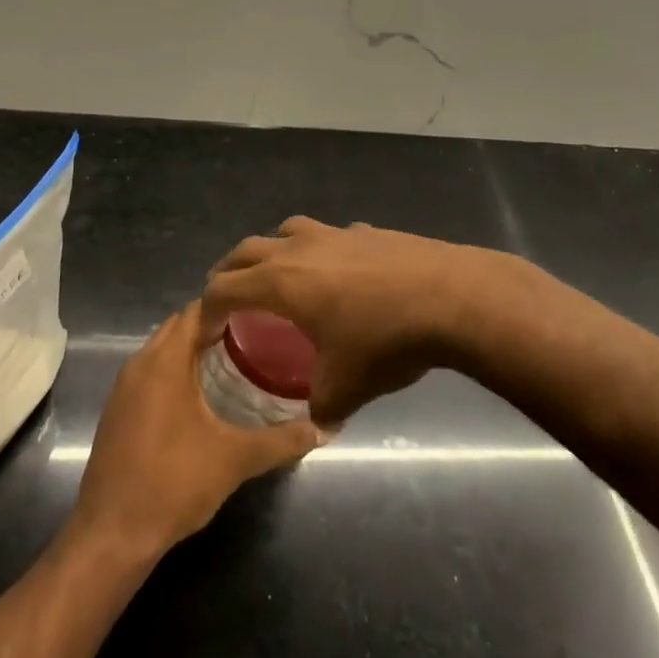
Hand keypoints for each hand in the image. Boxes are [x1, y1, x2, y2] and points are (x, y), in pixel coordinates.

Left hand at [69, 302, 319, 559]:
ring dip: (192, 348)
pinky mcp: (117, 411)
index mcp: (163, 362)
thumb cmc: (173, 483)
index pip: (195, 311)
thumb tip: (324, 428)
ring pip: (161, 350)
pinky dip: (175, 370)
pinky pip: (150, 373)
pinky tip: (202, 394)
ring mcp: (123, 388)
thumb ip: (281, 441)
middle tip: (255, 333)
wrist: (112, 532)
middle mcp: (138, 364)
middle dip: (213, 324)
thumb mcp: (235, 459)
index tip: (261, 310)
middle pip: (177, 327)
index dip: (227, 304)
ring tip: (235, 359)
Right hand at [203, 216, 502, 426]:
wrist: (452, 297)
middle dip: (229, 273)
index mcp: (279, 282)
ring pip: (286, 231)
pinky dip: (321, 251)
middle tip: (229, 297)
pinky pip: (329, 236)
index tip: (206, 330)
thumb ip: (320, 408)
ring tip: (280, 275)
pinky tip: (341, 274)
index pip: (223, 287)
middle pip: (245, 250)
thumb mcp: (346, 387)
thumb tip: (317, 427)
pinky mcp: (367, 230)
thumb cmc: (386, 340)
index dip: (207, 309)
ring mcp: (334, 233)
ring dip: (272, 251)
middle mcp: (297, 248)